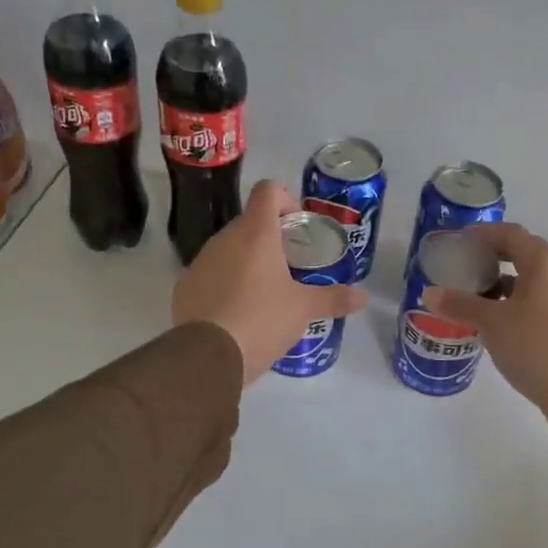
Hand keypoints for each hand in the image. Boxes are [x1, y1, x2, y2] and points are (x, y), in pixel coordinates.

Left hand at [172, 180, 367, 384]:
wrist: (208, 356)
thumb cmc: (262, 319)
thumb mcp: (304, 309)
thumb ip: (334, 299)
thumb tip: (363, 297)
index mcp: (256, 233)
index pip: (268, 191)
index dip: (286, 200)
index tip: (298, 227)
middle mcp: (225, 238)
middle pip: (250, 222)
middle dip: (271, 238)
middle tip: (290, 266)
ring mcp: (200, 261)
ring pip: (229, 248)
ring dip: (247, 260)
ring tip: (265, 293)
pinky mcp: (184, 286)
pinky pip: (210, 273)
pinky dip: (225, 283)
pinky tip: (237, 312)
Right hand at [422, 223, 547, 447]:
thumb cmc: (535, 345)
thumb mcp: (491, 322)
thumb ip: (460, 304)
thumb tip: (428, 293)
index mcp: (542, 264)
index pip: (511, 233)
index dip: (483, 233)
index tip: (457, 242)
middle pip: (521, 254)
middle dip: (490, 258)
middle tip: (461, 267)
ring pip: (527, 281)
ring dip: (499, 284)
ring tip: (469, 296)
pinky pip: (532, 302)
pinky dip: (510, 304)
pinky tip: (490, 322)